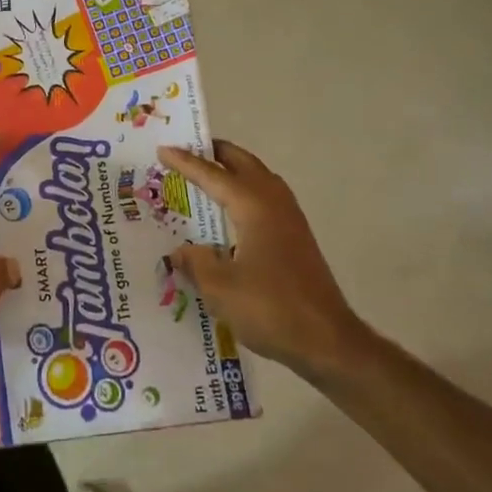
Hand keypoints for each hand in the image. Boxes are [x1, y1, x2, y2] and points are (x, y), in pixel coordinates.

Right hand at [159, 140, 372, 378]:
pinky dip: (247, 190)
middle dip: (216, 153)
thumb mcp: (219, 288)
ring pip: (260, 178)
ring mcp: (290, 220)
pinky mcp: (297, 238)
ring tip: (210, 174)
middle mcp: (274, 204)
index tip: (163, 150)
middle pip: (244, 164)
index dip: (186, 162)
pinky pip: (267, 197)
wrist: (328, 341)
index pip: (212, 176)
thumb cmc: (271, 309)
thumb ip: (196, 263)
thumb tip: (180, 252)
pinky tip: (234, 211)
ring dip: (235, 170)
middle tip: (189, 149)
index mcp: (253, 207)